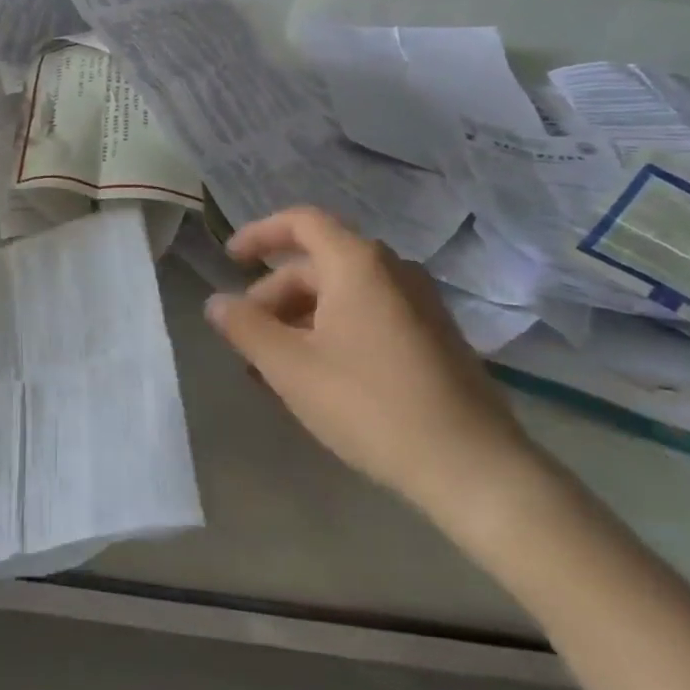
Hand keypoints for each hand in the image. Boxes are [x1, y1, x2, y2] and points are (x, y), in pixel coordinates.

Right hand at [203, 207, 538, 521]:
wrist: (472, 467)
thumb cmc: (369, 404)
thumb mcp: (290, 367)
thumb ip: (245, 327)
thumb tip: (216, 302)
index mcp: (357, 264)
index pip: (302, 222)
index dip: (260, 234)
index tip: (230, 260)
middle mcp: (392, 271)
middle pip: (317, 264)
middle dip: (273, 295)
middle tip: (247, 337)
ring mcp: (419, 304)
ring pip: (342, 294)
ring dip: (299, 319)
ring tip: (274, 365)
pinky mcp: (433, 337)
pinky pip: (368, 315)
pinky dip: (331, 331)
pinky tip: (316, 377)